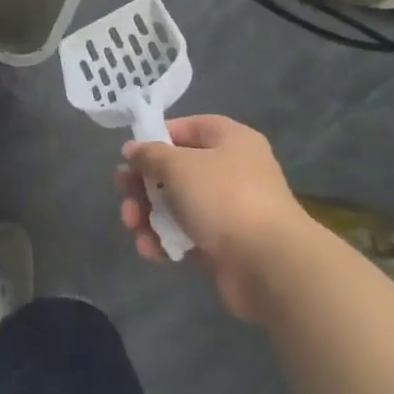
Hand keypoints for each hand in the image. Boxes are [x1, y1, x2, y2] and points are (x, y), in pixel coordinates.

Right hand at [115, 116, 309, 321]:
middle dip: (145, 183)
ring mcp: (230, 210)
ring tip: (132, 225)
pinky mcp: (225, 246)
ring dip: (149, 214)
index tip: (132, 155)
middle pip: (178, 170)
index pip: (189, 127)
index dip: (158, 137)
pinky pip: (187, 236)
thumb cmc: (223, 198)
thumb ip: (150, 154)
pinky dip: (166, 240)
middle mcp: (233, 171)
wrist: (270, 265)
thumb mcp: (178, 165)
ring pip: (179, 205)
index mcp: (231, 140)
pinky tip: (150, 250)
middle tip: (123, 192)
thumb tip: (133, 150)